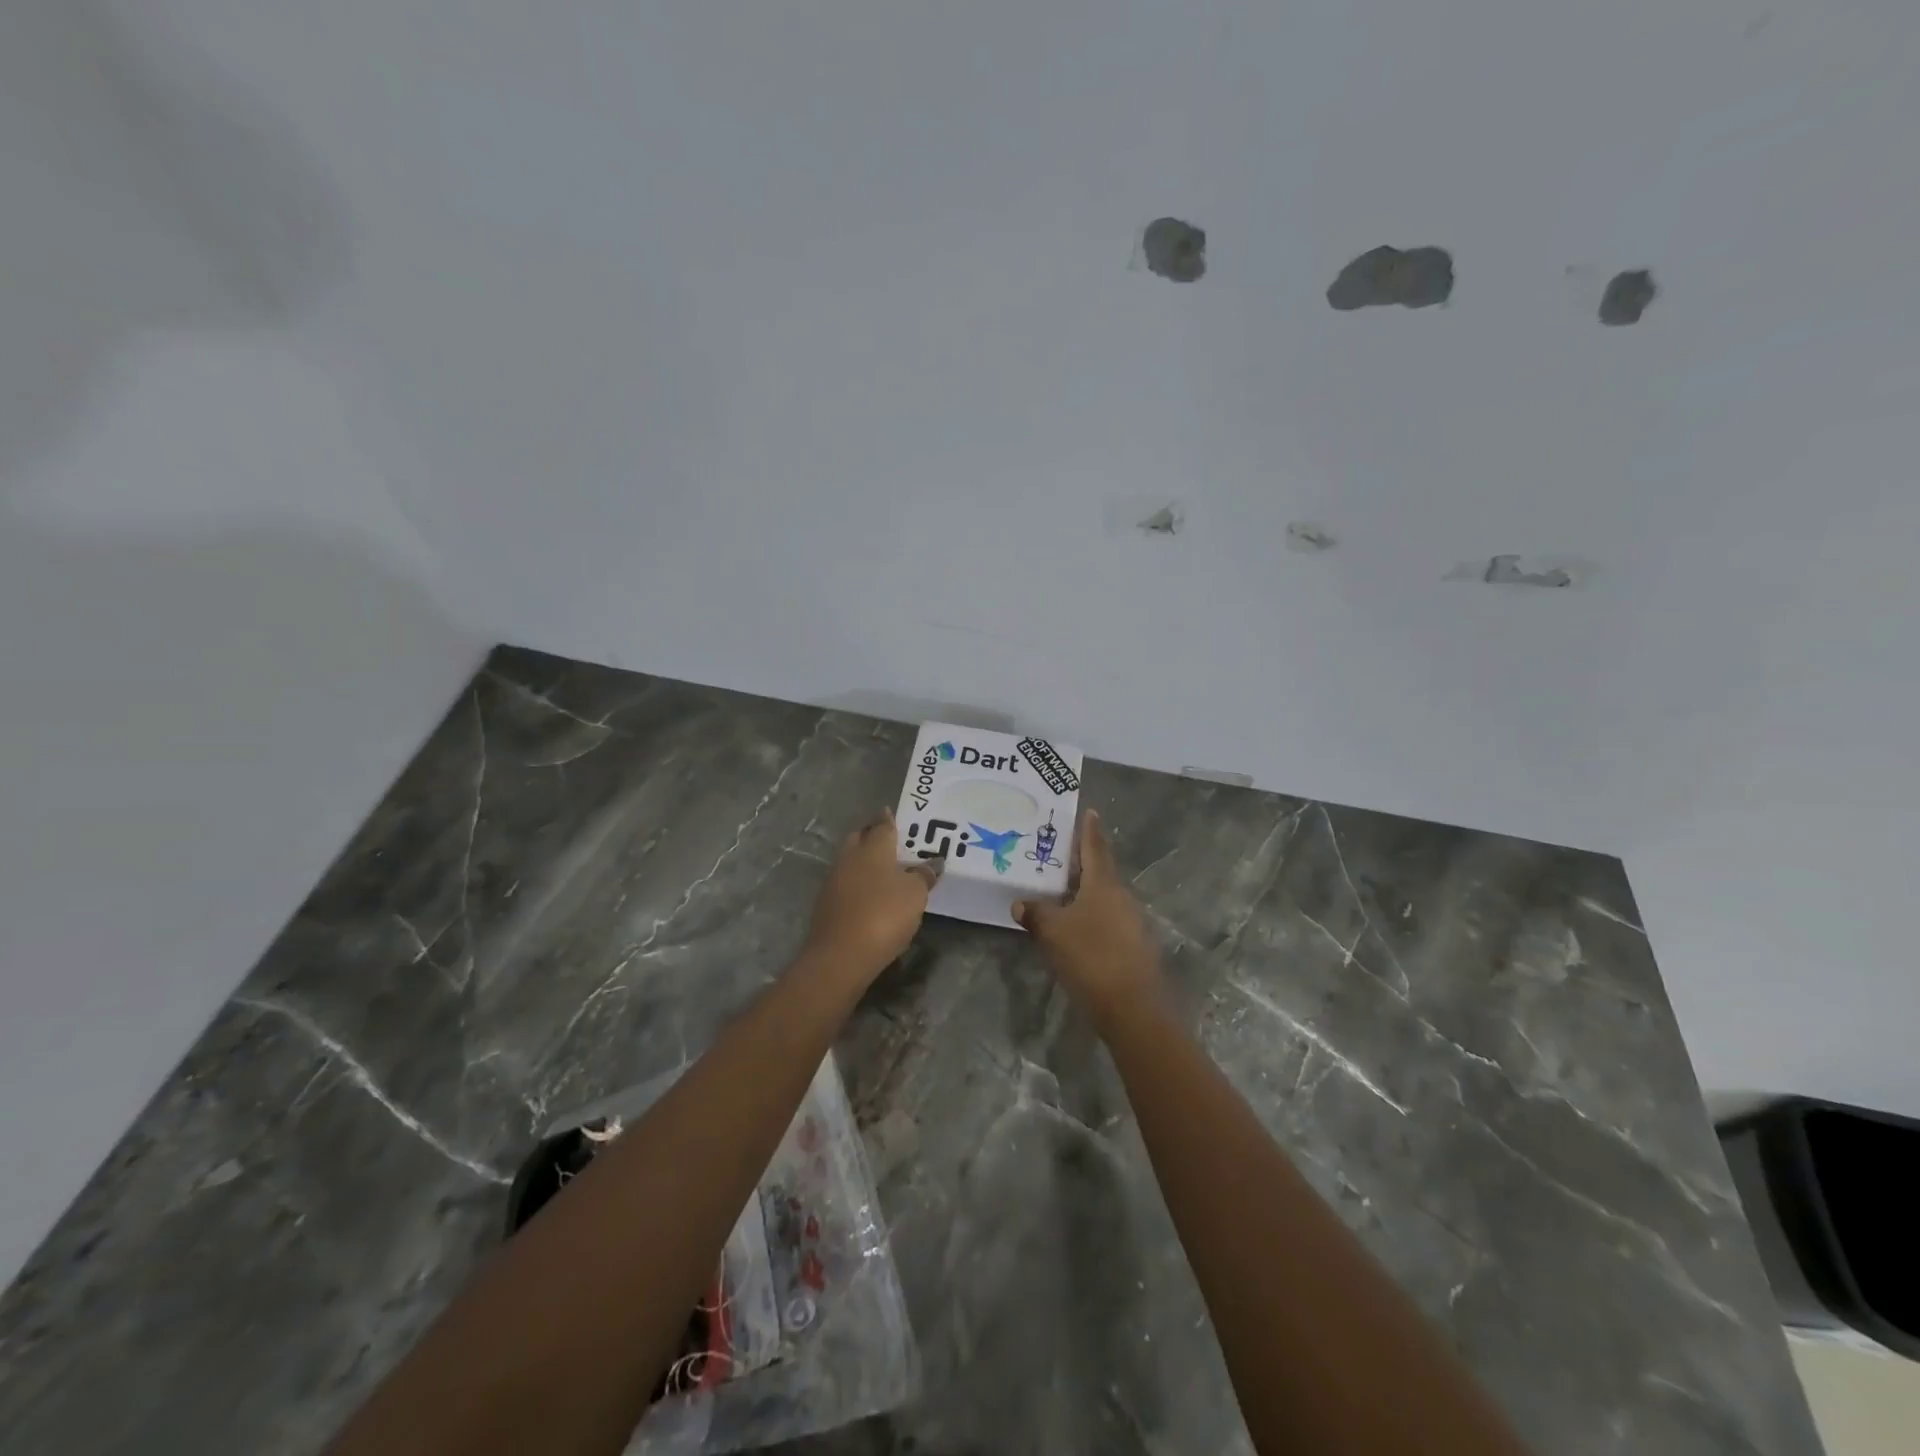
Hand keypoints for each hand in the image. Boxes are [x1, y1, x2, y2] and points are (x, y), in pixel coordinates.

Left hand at [803, 808, 935, 981]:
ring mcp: (833, 881)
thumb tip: (932, 862)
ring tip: (885, 872)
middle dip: (872, 837)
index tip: (895, 816)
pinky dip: (858, 885)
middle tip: (892, 843)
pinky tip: (870, 897)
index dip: (889, 819)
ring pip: (851, 862)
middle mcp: (849, 857)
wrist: (840, 956)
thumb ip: (923, 875)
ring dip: (864, 863)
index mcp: (872, 848)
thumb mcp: (915, 895)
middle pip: (860, 839)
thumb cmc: (884, 915)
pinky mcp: (826, 905)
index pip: (882, 825)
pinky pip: (846, 885)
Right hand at [1014, 811, 1163, 1026]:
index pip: (1095, 847)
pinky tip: (1074, 927)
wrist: (1133, 1009)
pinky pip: (1107, 920)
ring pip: (1103, 898)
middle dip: (1080, 863)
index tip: (1089, 811)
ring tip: (1059, 892)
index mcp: (1104, 884)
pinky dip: (1090, 916)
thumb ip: (1036, 915)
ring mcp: (1131, 923)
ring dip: (1084, 892)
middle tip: (1058, 854)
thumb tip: (1021, 904)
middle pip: (1100, 872)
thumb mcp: (1053, 933)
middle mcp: (1121, 897)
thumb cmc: (1091, 957)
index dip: (1089, 829)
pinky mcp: (1133, 947)